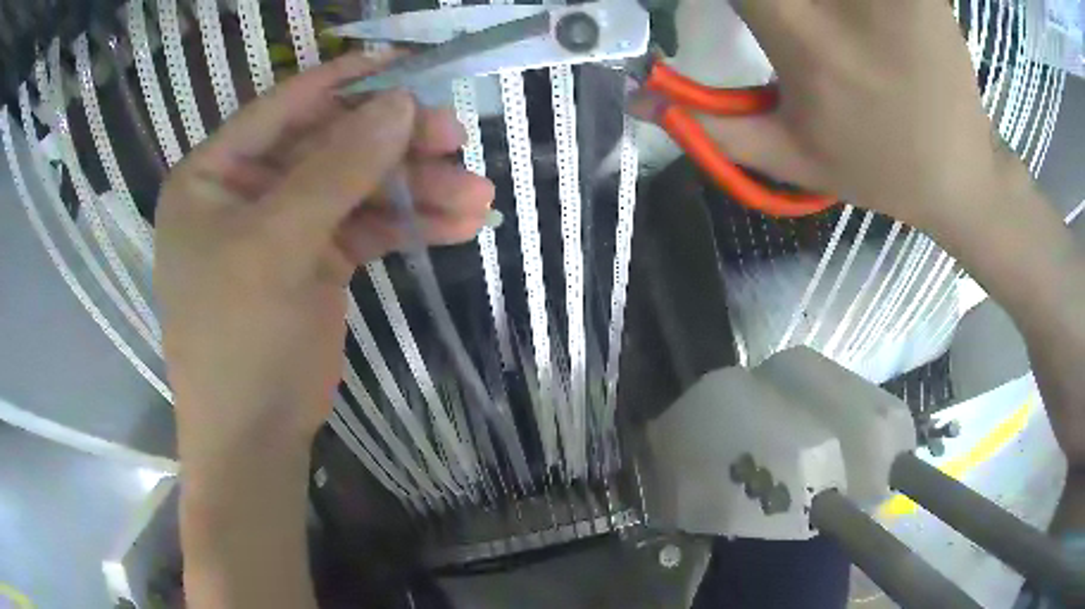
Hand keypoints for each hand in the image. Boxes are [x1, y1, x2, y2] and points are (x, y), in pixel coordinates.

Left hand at [154, 53, 493, 461]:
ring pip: (355, 186)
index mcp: (212, 176)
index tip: (404, 63)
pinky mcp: (315, 259)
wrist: (254, 438)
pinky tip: (458, 224)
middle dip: (393, 144)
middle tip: (455, 140)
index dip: (342, 81)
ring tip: (474, 195)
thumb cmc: (238, 342)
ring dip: (414, 189)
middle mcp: (245, 191)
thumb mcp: (276, 248)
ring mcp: (282, 225)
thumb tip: (399, 104)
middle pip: (328, 145)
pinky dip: (408, 223)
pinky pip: (365, 226)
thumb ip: (335, 170)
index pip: (281, 107)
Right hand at [702, 0, 1003, 229]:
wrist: (961, 175)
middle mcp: (843, 2)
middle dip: (769, 1)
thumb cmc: (879, 170)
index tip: (735, 8)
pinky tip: (855, 14)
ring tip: (823, 23)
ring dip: (812, 1)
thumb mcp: (792, 159)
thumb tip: (640, 98)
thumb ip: (711, 126)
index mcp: (803, 39)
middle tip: (782, 20)